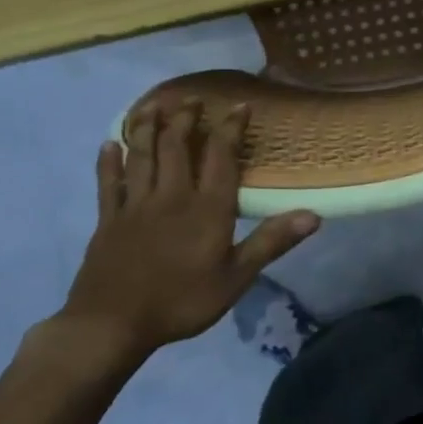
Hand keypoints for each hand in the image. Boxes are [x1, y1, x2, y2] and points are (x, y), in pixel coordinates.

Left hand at [58, 102, 319, 366]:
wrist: (111, 325)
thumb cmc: (181, 302)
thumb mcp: (236, 277)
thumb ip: (272, 242)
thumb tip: (314, 215)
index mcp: (207, 208)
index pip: (221, 157)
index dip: (230, 128)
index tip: (239, 105)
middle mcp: (171, 197)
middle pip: (178, 148)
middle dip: (185, 120)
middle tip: (190, 98)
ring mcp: (135, 206)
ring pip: (143, 157)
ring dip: (148, 128)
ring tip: (153, 105)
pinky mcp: (108, 221)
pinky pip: (108, 184)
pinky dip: (109, 162)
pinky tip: (108, 144)